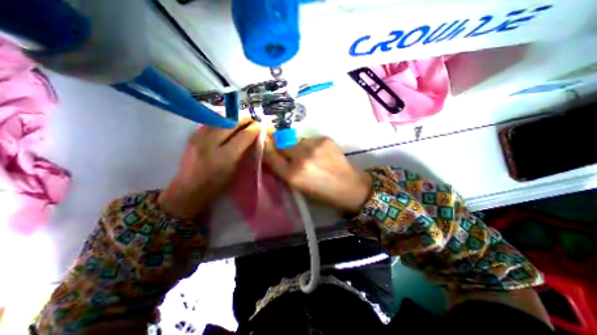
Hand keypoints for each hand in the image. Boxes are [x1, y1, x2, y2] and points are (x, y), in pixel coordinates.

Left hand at [158, 121, 260, 219]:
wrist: (189, 190)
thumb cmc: (217, 185)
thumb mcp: (235, 171)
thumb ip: (245, 153)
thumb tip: (254, 137)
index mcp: (225, 157)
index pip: (244, 136)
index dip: (254, 129)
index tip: (261, 126)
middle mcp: (211, 144)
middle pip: (232, 123)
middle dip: (245, 120)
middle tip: (253, 121)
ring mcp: (199, 138)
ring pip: (221, 119)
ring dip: (234, 119)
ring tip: (242, 122)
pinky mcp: (193, 136)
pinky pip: (211, 122)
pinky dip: (223, 121)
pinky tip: (228, 124)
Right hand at [263, 136, 371, 213]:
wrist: (350, 186)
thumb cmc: (323, 193)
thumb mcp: (299, 187)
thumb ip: (285, 172)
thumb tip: (276, 156)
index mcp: (292, 175)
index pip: (271, 156)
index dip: (266, 148)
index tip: (264, 142)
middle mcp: (300, 158)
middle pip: (281, 144)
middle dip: (282, 147)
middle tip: (290, 154)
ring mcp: (313, 146)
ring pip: (296, 141)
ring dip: (298, 147)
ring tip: (310, 156)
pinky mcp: (324, 139)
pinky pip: (310, 140)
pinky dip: (311, 146)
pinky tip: (320, 154)